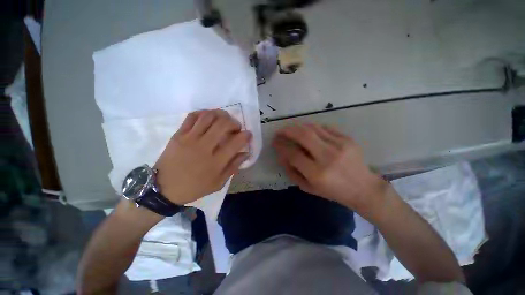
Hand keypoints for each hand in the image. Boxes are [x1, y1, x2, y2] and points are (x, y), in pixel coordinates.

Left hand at [155, 110, 250, 204]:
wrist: (163, 188)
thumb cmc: (194, 187)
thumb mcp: (218, 183)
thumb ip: (233, 167)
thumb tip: (246, 153)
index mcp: (215, 162)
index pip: (235, 143)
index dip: (245, 135)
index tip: (248, 134)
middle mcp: (203, 147)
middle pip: (222, 124)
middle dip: (234, 122)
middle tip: (236, 127)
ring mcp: (189, 138)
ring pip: (208, 116)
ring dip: (221, 115)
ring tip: (224, 120)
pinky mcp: (178, 134)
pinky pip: (192, 116)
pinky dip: (204, 113)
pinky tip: (209, 117)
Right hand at [273, 123, 387, 215]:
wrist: (363, 188)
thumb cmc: (333, 191)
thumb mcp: (308, 187)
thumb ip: (292, 171)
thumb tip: (281, 154)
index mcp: (317, 173)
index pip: (293, 154)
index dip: (281, 146)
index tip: (275, 142)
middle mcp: (328, 157)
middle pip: (303, 135)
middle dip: (288, 130)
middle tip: (280, 131)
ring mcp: (340, 145)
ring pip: (313, 128)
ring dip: (298, 126)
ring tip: (291, 128)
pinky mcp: (348, 139)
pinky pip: (325, 128)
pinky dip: (312, 127)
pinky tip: (308, 130)